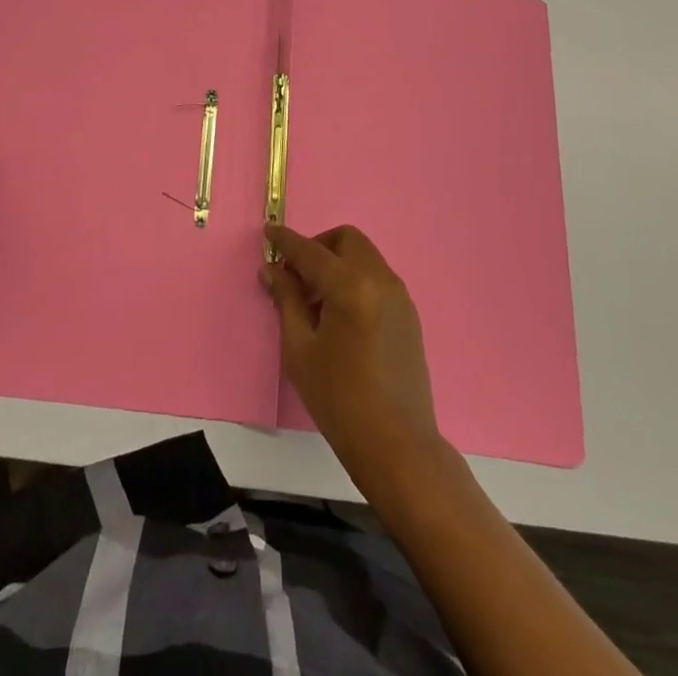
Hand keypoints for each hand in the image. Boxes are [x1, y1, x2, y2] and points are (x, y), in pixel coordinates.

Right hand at [262, 223, 445, 488]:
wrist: (398, 446)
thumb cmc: (339, 400)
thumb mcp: (300, 350)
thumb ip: (286, 300)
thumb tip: (273, 269)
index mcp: (350, 286)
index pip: (311, 251)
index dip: (286, 241)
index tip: (268, 231)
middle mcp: (379, 279)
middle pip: (346, 240)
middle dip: (318, 247)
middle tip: (296, 276)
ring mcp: (399, 295)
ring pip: (363, 257)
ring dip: (337, 263)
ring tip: (316, 301)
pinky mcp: (408, 314)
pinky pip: (376, 277)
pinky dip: (355, 279)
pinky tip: (340, 316)